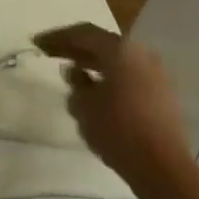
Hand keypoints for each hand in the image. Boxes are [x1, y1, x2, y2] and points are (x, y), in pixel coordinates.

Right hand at [34, 23, 191, 178]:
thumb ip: (76, 83)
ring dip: (93, 62)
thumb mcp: (83, 106)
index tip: (37, 43)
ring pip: (117, 60)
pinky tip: (95, 88)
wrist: (162, 165)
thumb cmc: (116, 129)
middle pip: (103, 44)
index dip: (58, 37)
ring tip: (71, 70)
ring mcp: (156, 74)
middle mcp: (142, 55)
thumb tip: (74, 71)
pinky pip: (129, 74)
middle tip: (50, 53)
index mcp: (121, 51)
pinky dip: (109, 75)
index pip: (84, 33)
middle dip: (75, 47)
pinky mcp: (162, 94)